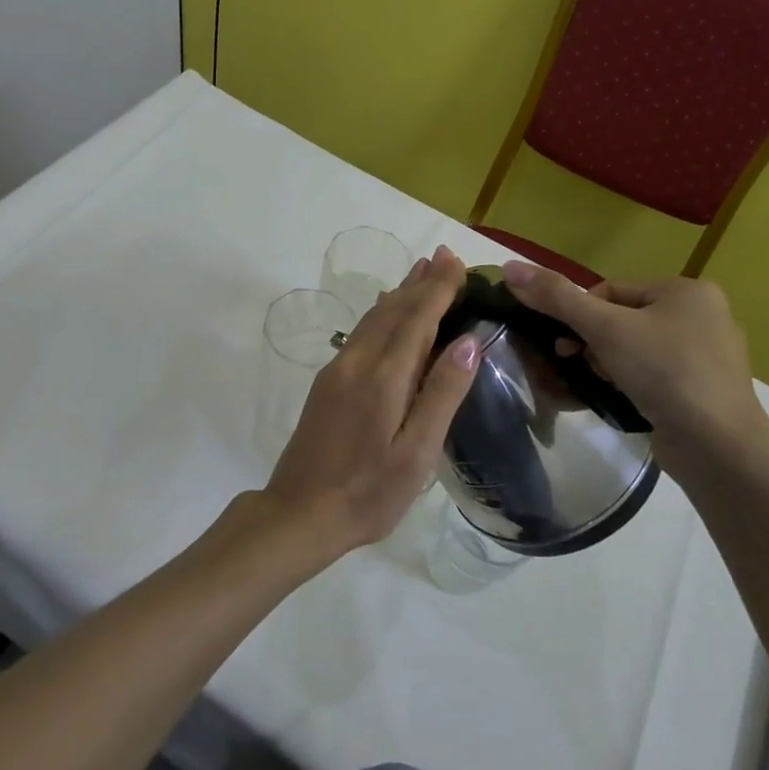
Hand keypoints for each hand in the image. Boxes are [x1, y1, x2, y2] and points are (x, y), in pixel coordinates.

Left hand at [262, 247, 480, 559]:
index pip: (417, 318)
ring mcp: (337, 371)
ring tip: (419, 273)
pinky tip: (386, 314)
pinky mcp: (326, 383)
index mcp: (384, 376)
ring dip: (399, 294)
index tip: (456, 262)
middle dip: (420, 282)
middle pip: (394, 310)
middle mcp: (358, 362)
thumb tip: (469, 340)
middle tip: (443, 257)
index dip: (438, 289)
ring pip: (373, 319)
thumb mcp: (417, 452)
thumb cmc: (369, 492)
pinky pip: (360, 333)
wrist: (299, 512)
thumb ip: (442, 393)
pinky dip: (381, 314)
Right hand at [500, 262, 768, 487]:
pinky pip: (652, 376)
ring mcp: (706, 357)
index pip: (611, 291)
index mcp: (687, 291)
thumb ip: (556, 297)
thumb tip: (510, 266)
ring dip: (605, 365)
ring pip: (634, 350)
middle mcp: (703, 317)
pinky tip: (616, 400)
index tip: (565, 343)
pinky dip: (628, 384)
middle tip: (575, 364)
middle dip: (591, 343)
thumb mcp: (605, 328)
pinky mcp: (702, 392)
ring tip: (596, 385)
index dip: (580, 314)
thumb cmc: (664, 372)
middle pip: (621, 320)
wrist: (718, 448)